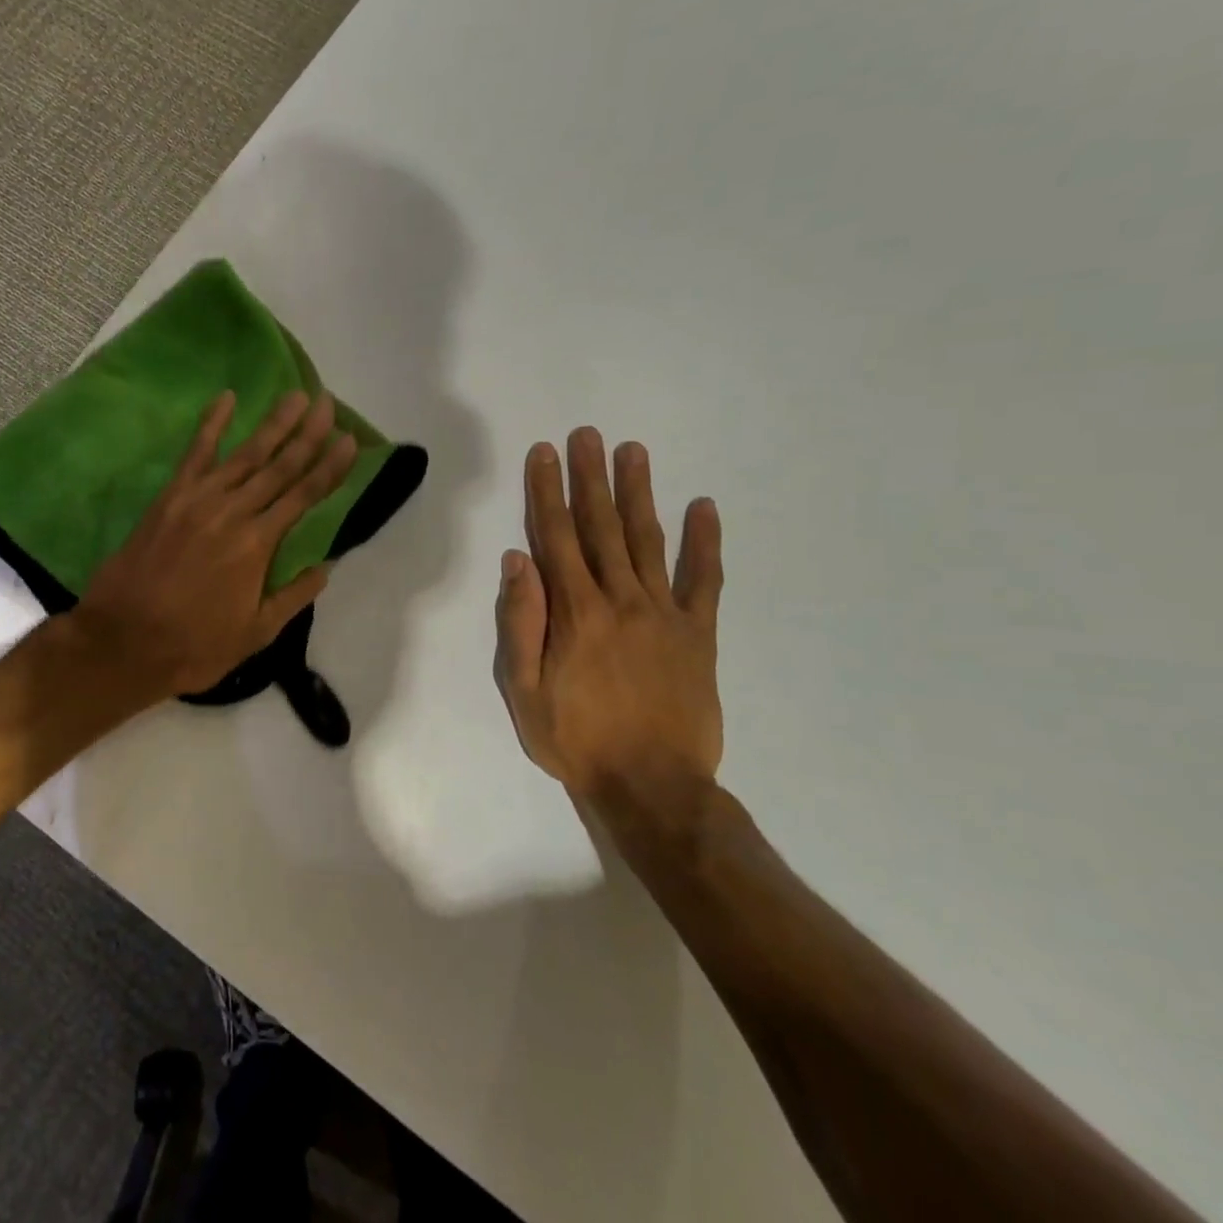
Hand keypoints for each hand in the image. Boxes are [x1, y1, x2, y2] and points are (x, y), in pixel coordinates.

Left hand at [73, 389, 358, 699]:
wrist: (123, 641)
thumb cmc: (194, 645)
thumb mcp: (255, 633)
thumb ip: (293, 597)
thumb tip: (326, 568)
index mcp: (257, 544)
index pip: (304, 496)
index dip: (330, 467)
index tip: (348, 440)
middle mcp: (233, 512)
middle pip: (280, 465)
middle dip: (307, 433)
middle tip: (327, 402)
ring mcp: (198, 500)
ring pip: (244, 453)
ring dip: (272, 423)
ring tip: (294, 396)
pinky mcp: (169, 498)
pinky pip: (194, 453)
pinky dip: (211, 423)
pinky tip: (226, 398)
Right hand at [493, 428, 723, 806]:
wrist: (653, 787)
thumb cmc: (577, 739)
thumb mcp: (525, 690)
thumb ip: (521, 623)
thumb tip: (517, 560)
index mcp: (575, 612)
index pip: (556, 537)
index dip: (547, 492)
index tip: (544, 453)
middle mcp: (620, 600)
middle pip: (601, 527)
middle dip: (590, 477)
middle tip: (587, 435)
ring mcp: (665, 614)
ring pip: (647, 541)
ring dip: (638, 493)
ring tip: (633, 451)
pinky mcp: (698, 634)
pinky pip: (705, 581)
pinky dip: (705, 543)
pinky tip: (704, 507)